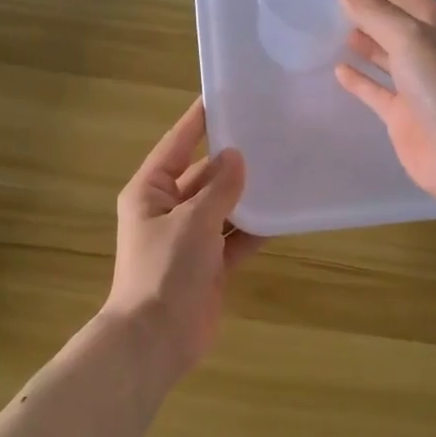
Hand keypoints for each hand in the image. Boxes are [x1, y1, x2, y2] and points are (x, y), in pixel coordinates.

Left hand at [105, 98, 260, 385]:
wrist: (156, 340)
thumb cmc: (165, 270)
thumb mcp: (193, 221)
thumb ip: (219, 188)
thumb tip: (236, 156)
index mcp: (151, 191)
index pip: (176, 144)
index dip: (197, 121)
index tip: (222, 95)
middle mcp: (168, 209)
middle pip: (203, 175)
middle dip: (232, 160)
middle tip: (270, 134)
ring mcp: (190, 239)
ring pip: (223, 206)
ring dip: (248, 195)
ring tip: (284, 167)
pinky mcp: (210, 265)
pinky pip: (235, 237)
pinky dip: (255, 228)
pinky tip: (284, 213)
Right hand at [333, 0, 435, 205]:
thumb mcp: (410, 37)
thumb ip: (374, 11)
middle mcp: (435, 52)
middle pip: (396, 27)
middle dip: (368, 17)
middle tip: (328, 8)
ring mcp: (420, 86)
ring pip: (387, 58)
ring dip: (364, 45)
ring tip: (331, 33)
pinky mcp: (405, 116)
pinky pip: (378, 91)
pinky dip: (360, 80)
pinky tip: (338, 70)